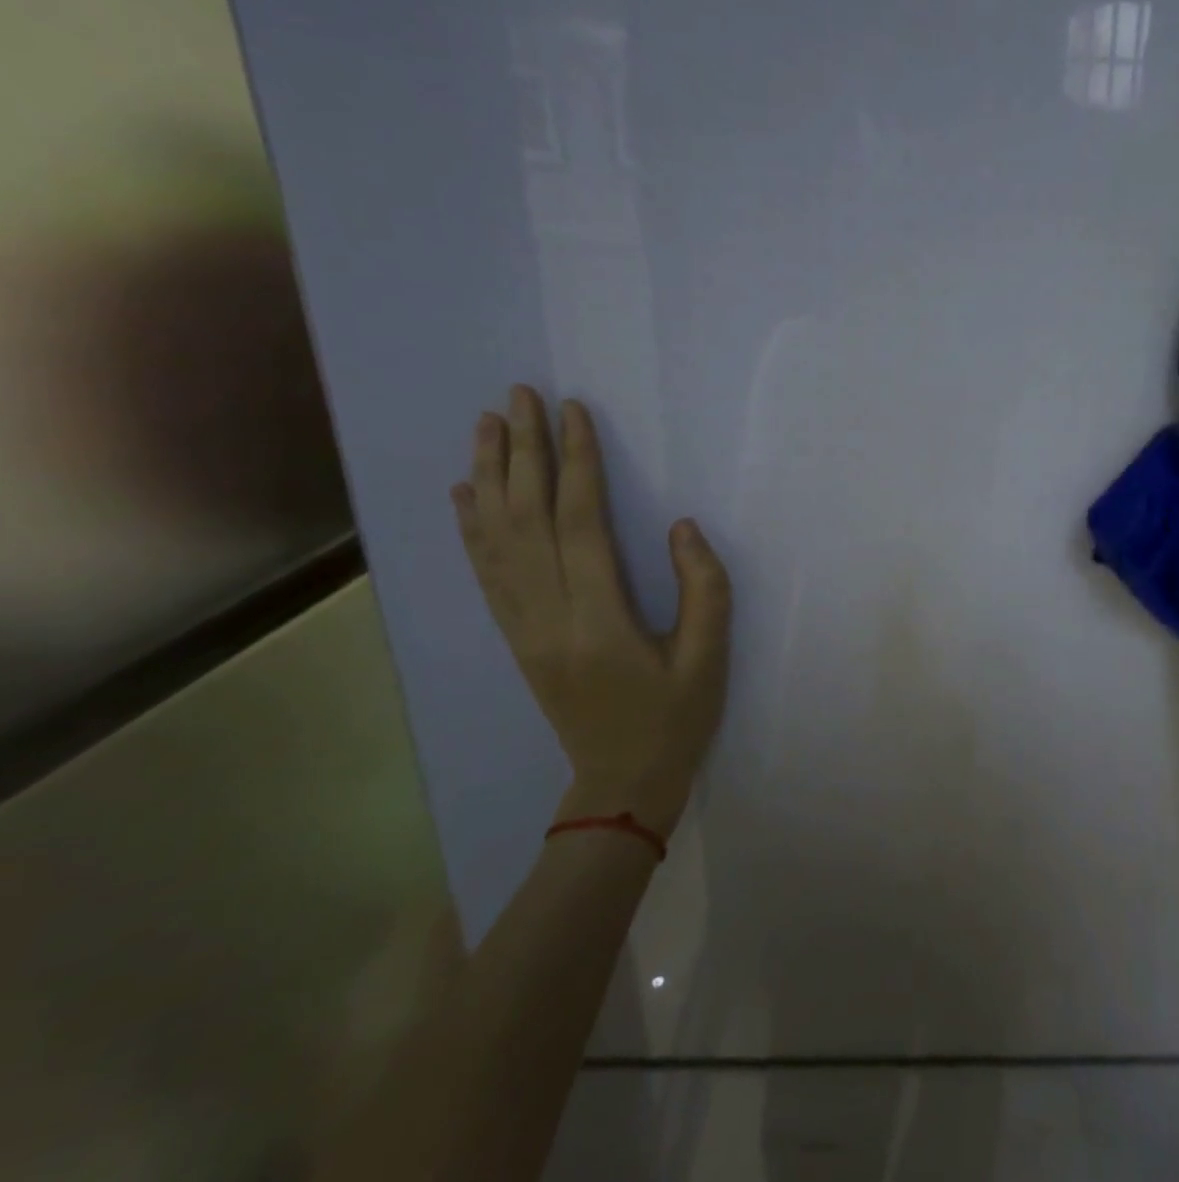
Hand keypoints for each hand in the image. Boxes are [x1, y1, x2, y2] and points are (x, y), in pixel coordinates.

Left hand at [452, 387, 731, 840]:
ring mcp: (522, 628)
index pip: (580, 522)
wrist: (620, 785)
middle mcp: (547, 616)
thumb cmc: (674, 720)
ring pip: (495, 540)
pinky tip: (466, 494)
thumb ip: (704, 588)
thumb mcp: (709, 658)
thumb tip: (680, 526)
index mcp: (598, 619)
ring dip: (489, 478)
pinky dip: (471, 527)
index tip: (574, 412)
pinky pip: (486, 574)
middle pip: (526, 519)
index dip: (578, 462)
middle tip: (519, 396)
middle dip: (523, 452)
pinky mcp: (516, 638)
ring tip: (487, 426)